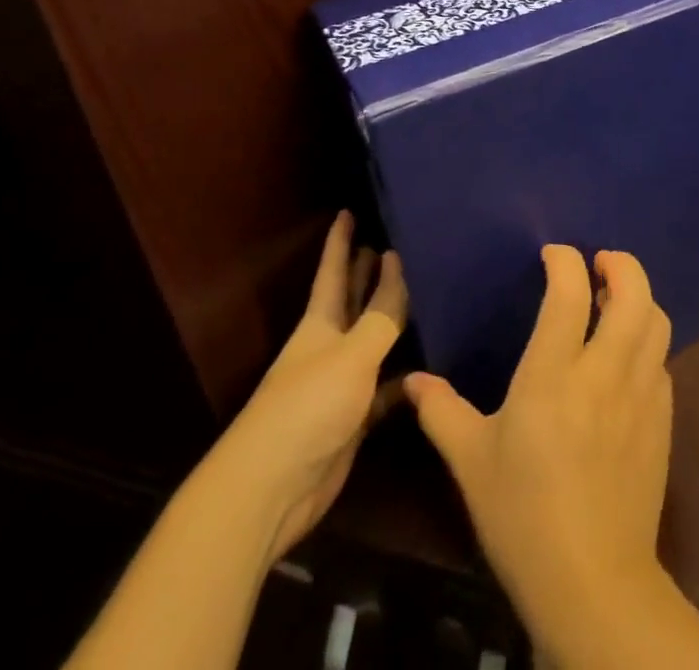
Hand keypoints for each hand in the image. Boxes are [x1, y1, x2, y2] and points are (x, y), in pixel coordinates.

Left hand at [209, 210, 407, 561]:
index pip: (333, 270)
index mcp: (320, 322)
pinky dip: (402, 379)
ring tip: (419, 294)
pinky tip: (425, 370)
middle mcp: (330, 346)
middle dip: (366, 272)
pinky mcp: (353, 419)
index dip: (340, 241)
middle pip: (352, 300)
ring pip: (371, 341)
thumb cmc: (308, 406)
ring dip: (389, 321)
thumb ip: (381, 313)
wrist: (272, 488)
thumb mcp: (352, 354)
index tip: (347, 210)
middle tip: (390, 242)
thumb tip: (399, 263)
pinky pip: (384, 389)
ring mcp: (340, 383)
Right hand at [404, 247, 677, 661]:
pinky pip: (662, 363)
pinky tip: (627, 360)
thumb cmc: (523, 516)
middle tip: (600, 264)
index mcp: (554, 374)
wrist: (593, 584)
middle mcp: (604, 372)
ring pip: (656, 322)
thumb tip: (413, 380)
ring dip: (639, 299)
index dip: (565, 260)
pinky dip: (647, 344)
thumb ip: (442, 412)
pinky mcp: (662, 422)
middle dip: (621, 264)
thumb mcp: (471, 463)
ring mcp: (640, 396)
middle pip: (633, 293)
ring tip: (614, 302)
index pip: (570, 291)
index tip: (553, 255)